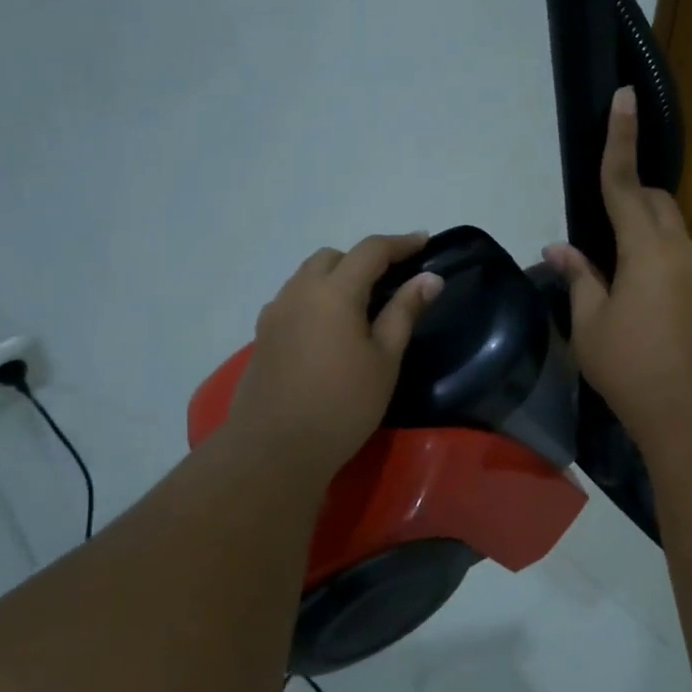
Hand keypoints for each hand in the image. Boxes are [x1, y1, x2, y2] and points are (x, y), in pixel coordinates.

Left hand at [226, 233, 443, 478]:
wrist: (275, 449)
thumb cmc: (343, 404)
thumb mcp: (384, 359)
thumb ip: (404, 311)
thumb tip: (429, 278)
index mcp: (334, 292)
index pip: (370, 251)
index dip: (400, 243)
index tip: (424, 242)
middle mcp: (299, 291)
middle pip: (333, 257)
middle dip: (364, 260)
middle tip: (391, 282)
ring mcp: (275, 312)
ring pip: (308, 276)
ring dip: (337, 277)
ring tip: (361, 306)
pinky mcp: (262, 335)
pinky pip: (294, 299)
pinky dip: (316, 298)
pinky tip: (329, 329)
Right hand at [544, 88, 691, 454]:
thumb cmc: (631, 367)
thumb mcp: (589, 324)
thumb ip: (579, 278)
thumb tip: (560, 248)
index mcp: (646, 249)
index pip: (624, 184)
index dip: (620, 139)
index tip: (624, 97)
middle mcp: (680, 251)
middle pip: (655, 201)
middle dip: (630, 192)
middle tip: (599, 215)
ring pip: (670, 230)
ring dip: (642, 228)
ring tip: (612, 263)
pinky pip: (679, 258)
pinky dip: (655, 256)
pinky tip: (636, 292)